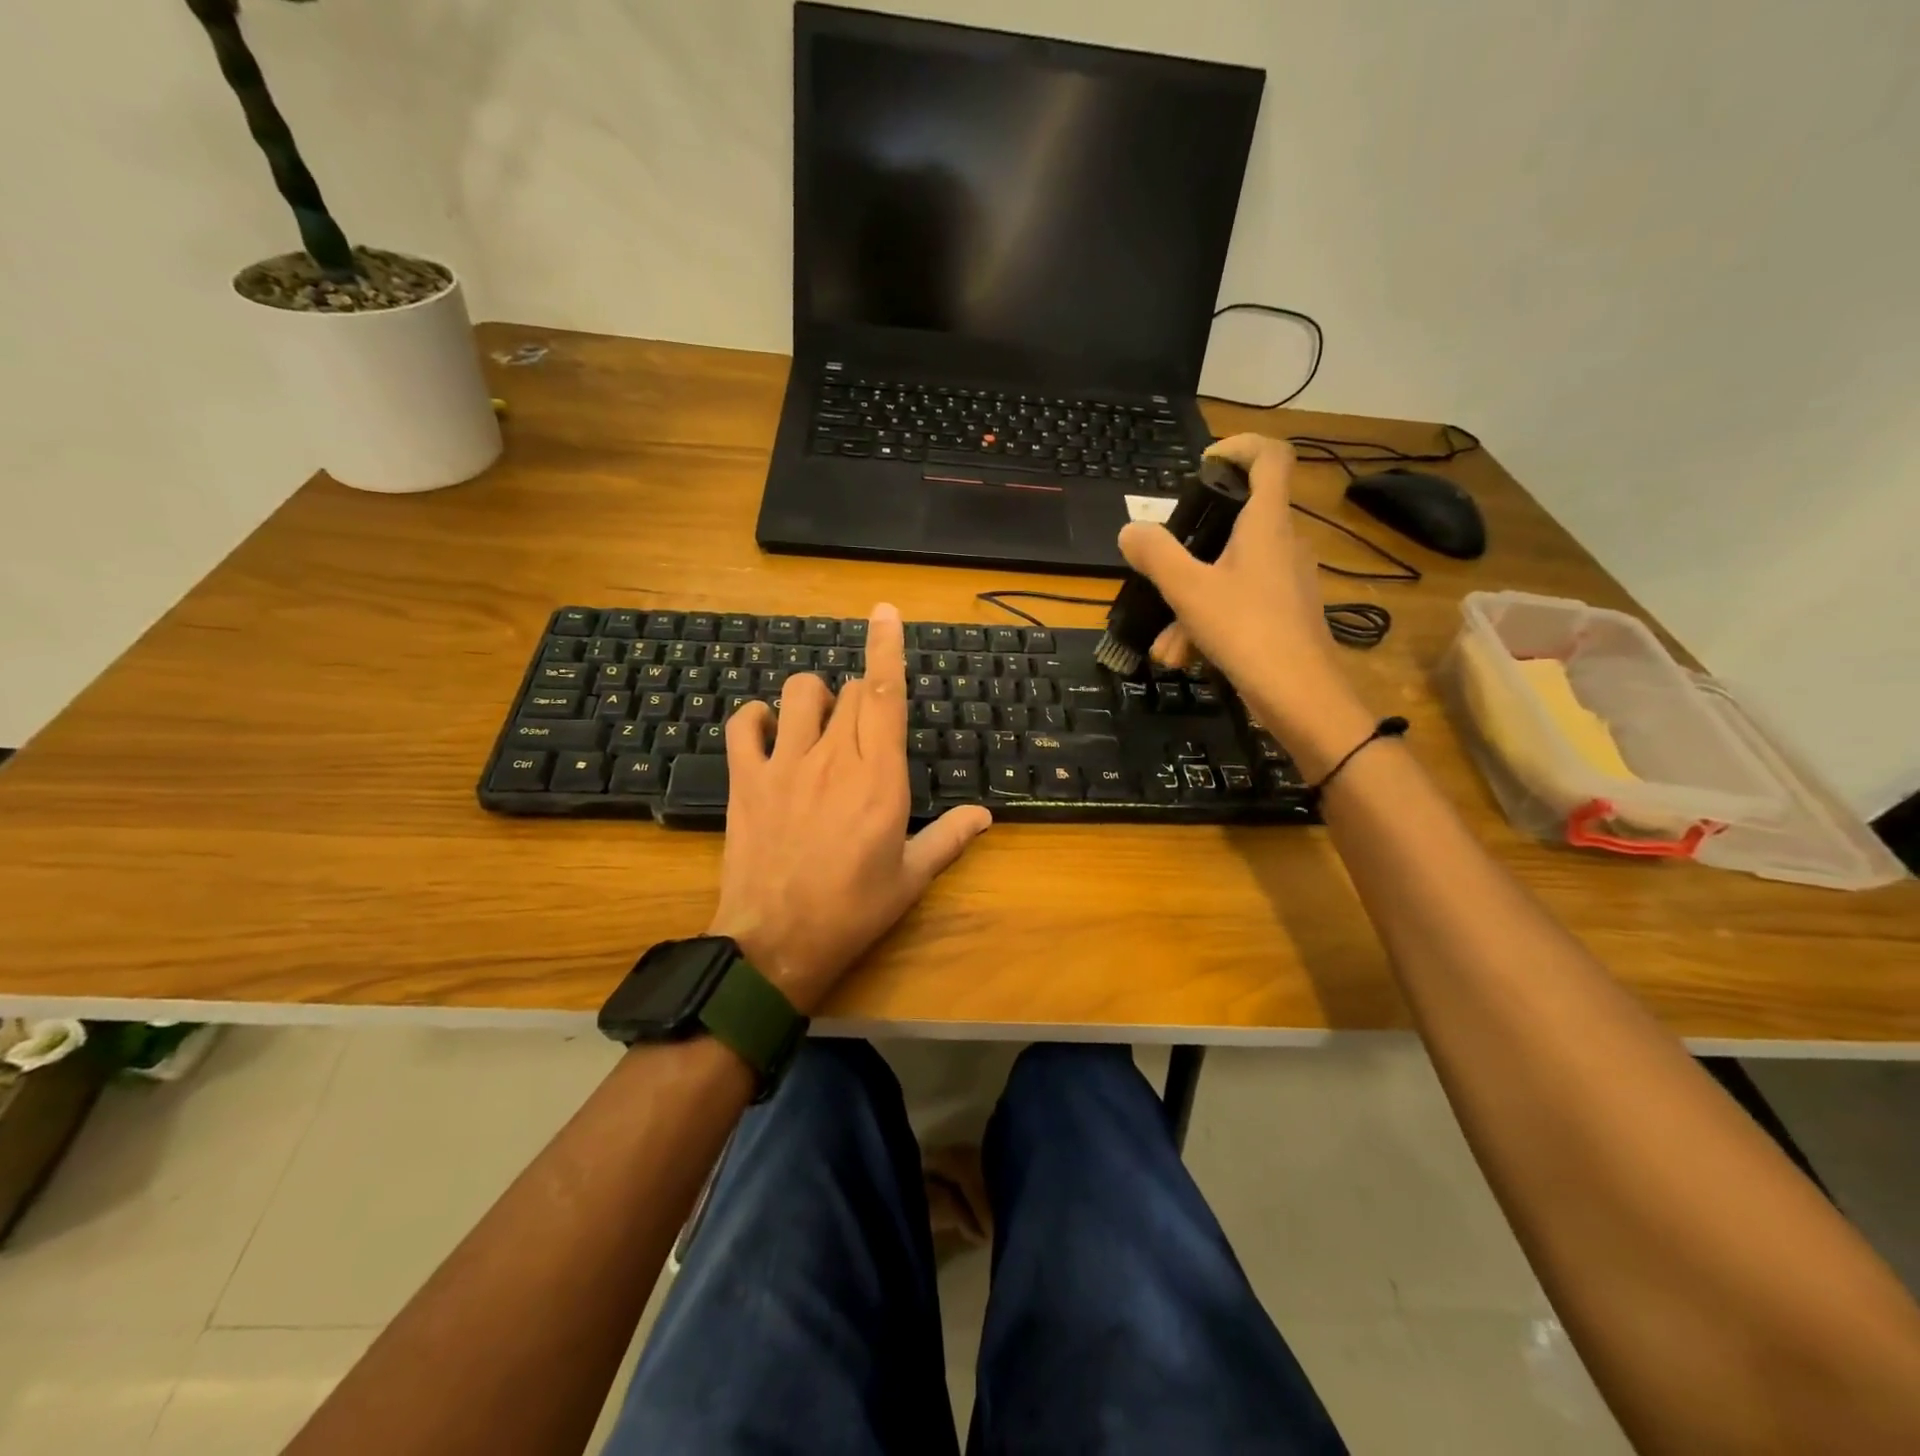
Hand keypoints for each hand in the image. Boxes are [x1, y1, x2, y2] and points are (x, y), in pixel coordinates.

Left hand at [708, 603, 991, 1013]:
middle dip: (861, 697)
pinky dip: (754, 717)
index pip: (885, 694)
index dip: (886, 647)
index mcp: (880, 777)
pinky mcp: (745, 780)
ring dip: (814, 697)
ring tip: (817, 725)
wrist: (776, 944)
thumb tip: (985, 816)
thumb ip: (950, 839)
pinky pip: (742, 724)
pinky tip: (766, 732)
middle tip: (864, 734)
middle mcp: (834, 757)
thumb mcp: (911, 879)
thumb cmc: (853, 911)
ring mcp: (784, 764)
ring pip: (798, 693)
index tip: (884, 610)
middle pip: (849, 692)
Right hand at [1116, 433, 1372, 770]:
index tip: (1203, 464)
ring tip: (1166, 645)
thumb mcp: (1189, 591)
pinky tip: (1187, 658)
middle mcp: (1283, 543)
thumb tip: (1130, 530)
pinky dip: (1209, 623)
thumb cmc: (1247, 631)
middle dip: (1191, 550)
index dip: (1239, 447)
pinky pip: (1240, 603)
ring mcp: (1288, 580)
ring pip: (1230, 573)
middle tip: (1161, 570)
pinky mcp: (1286, 613)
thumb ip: (1156, 555)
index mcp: (1267, 523)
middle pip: (1236, 523)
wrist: (1301, 697)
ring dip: (1191, 603)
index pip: (1269, 457)